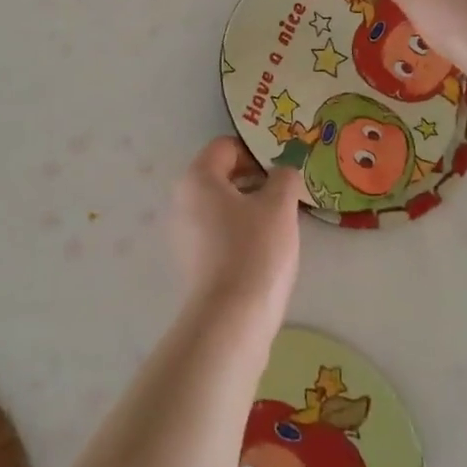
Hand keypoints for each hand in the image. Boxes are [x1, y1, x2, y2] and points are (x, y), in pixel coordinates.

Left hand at [172, 137, 302, 321]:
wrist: (231, 319)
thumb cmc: (255, 250)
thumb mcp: (279, 205)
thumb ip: (284, 178)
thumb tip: (283, 172)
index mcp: (197, 178)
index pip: (226, 147)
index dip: (256, 153)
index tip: (282, 171)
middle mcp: (182, 200)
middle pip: (221, 175)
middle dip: (254, 180)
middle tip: (285, 196)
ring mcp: (183, 233)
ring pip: (220, 206)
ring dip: (249, 207)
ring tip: (279, 224)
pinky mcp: (191, 261)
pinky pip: (217, 232)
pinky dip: (239, 232)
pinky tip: (263, 250)